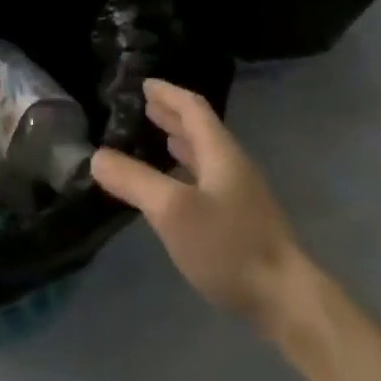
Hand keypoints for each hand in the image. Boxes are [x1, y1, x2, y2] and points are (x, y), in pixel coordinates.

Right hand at [91, 79, 311, 335]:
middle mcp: (232, 164)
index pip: (193, 108)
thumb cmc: (227, 245)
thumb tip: (98, 156)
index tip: (145, 84)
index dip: (168, 93)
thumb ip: (135, 181)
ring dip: (180, 142)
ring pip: (205, 155)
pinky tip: (174, 188)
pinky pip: (207, 180)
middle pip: (201, 129)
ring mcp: (240, 193)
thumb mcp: (172, 210)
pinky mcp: (241, 220)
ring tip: (157, 137)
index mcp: (220, 151)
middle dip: (173, 115)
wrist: (283, 296)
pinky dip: (186, 171)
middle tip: (145, 107)